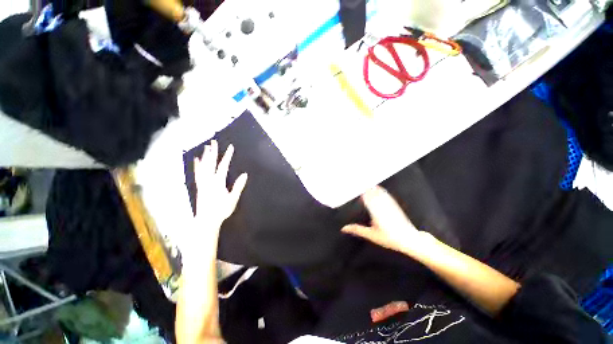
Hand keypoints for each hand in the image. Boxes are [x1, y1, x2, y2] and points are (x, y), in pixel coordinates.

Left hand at [194, 140, 247, 232]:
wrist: (206, 220)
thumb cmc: (221, 210)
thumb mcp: (233, 199)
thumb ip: (238, 186)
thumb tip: (244, 174)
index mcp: (218, 182)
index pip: (223, 166)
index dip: (227, 156)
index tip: (231, 147)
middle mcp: (208, 180)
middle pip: (210, 163)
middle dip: (213, 152)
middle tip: (213, 142)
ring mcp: (203, 183)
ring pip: (203, 166)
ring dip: (205, 156)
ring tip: (206, 147)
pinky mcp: (199, 186)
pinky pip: (198, 173)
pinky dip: (197, 166)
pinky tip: (197, 160)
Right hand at [341, 186, 431, 253]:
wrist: (408, 239)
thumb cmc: (389, 238)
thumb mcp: (371, 235)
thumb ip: (357, 230)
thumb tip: (344, 228)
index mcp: (375, 212)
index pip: (366, 198)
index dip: (360, 192)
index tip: (354, 188)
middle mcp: (382, 206)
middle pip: (372, 193)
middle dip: (365, 188)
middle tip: (357, 183)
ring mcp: (389, 205)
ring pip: (379, 193)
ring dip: (372, 188)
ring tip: (366, 183)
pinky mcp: (394, 205)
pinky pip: (386, 195)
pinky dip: (381, 190)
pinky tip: (378, 188)